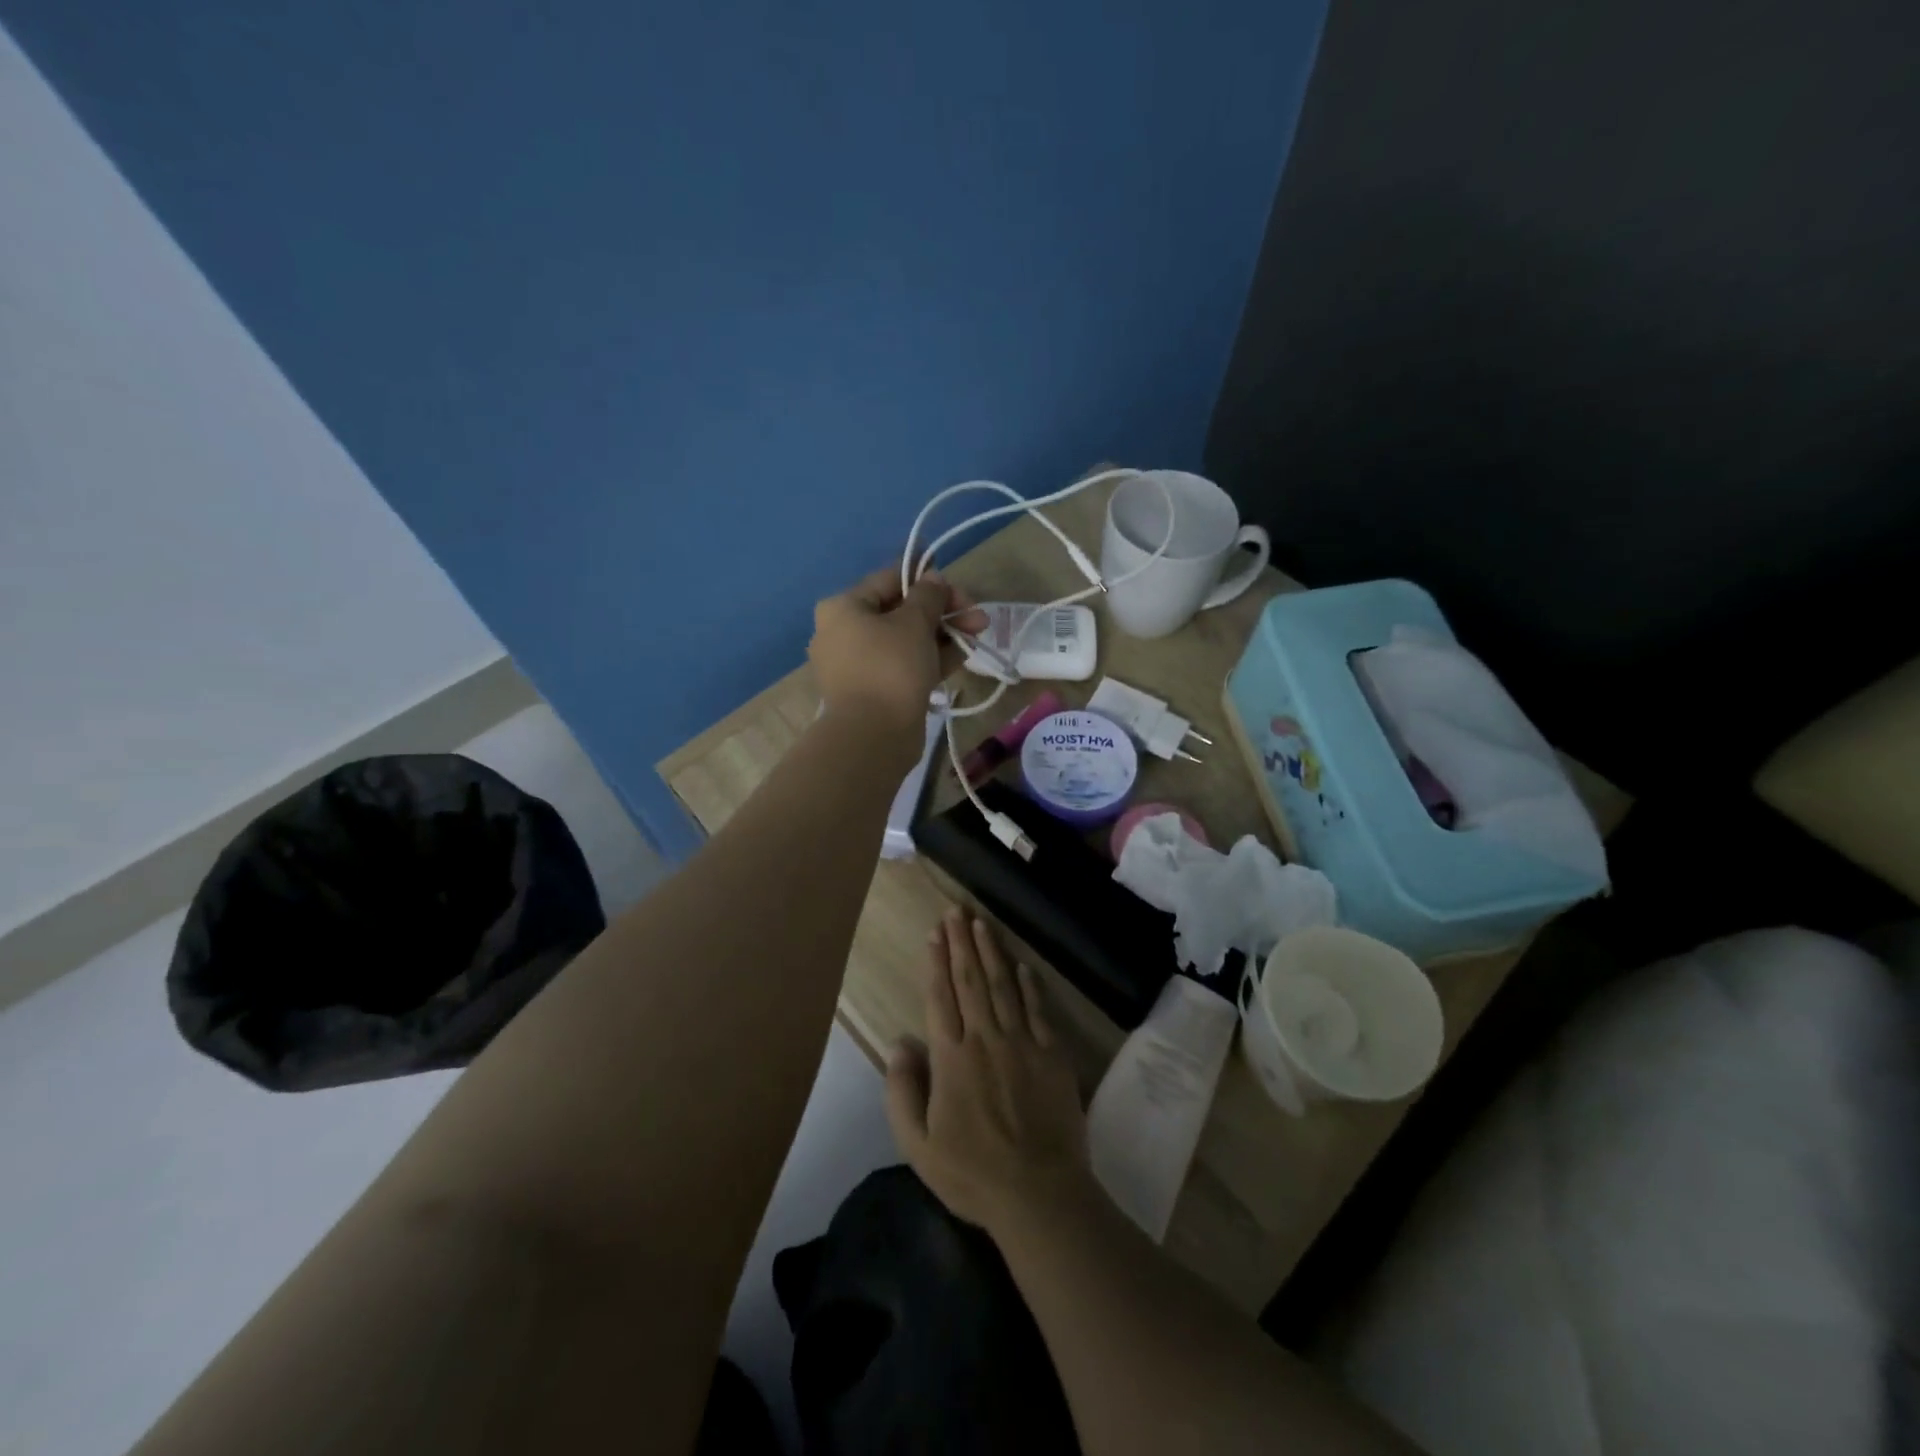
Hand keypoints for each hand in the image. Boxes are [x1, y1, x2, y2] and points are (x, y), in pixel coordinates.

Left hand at [809, 565, 986, 744]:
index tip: (958, 589)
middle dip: (943, 612)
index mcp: (843, 608)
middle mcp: (844, 633)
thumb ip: (928, 595)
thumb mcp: (915, 622)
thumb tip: (934, 578)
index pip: (889, 580)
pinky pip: (904, 666)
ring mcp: (858, 665)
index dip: (927, 580)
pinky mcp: (874, 691)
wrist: (873, 736)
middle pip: (900, 612)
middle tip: (977, 617)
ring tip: (979, 635)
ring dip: (943, 635)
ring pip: (906, 641)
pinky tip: (964, 656)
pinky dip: (931, 659)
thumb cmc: (890, 667)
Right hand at [885, 908, 1091, 1237]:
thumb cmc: (972, 1173)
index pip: (940, 997)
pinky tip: (1023, 966)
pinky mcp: (1052, 1054)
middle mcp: (985, 1039)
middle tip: (956, 911)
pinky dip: (1030, 985)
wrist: (1039, 1193)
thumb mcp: (918, 1145)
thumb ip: (902, 1092)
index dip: (936, 962)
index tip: (934, 933)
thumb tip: (899, 1043)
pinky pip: (1038, 1010)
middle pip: (970, 981)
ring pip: (1003, 986)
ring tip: (981, 924)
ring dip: (990, 952)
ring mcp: (1022, 1043)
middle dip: (961, 943)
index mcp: (951, 1058)